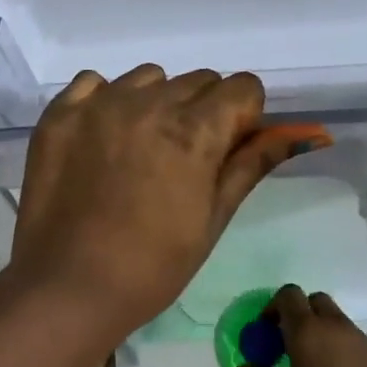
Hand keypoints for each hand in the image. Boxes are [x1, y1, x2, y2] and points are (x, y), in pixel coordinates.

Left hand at [3, 65, 329, 346]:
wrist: (68, 288)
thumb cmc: (153, 265)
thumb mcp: (214, 217)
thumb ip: (252, 164)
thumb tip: (305, 133)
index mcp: (195, 130)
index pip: (242, 87)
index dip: (244, 116)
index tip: (228, 148)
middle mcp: (149, 103)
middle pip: (198, 80)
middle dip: (204, 109)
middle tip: (184, 158)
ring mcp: (99, 104)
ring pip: (148, 78)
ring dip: (156, 101)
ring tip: (140, 148)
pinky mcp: (61, 113)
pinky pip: (95, 82)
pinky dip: (106, 101)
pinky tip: (102, 138)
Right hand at [240, 285, 366, 366]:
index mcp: (307, 331)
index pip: (289, 295)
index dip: (274, 307)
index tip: (266, 331)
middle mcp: (333, 326)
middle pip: (313, 300)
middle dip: (298, 312)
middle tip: (287, 341)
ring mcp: (357, 338)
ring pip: (333, 316)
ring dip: (318, 326)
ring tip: (308, 360)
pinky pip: (348, 335)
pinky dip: (334, 341)